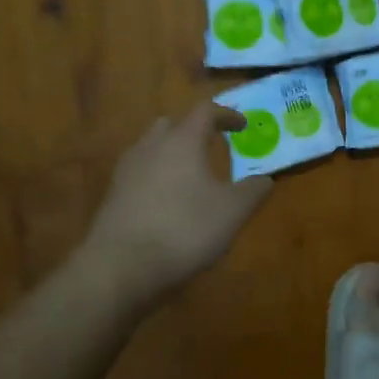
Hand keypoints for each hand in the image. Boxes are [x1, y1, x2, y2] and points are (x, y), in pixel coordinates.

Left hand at [78, 103, 273, 304]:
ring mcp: (126, 171)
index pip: (205, 111)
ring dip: (172, 153)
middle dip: (193, 130)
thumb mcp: (232, 212)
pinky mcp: (112, 197)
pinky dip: (156, 177)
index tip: (243, 126)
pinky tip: (167, 201)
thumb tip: (266, 179)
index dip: (227, 114)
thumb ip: (253, 191)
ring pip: (151, 148)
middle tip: (211, 145)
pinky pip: (139, 174)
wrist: (120, 268)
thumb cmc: (184, 229)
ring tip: (190, 175)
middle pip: (172, 124)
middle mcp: (151, 147)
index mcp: (182, 141)